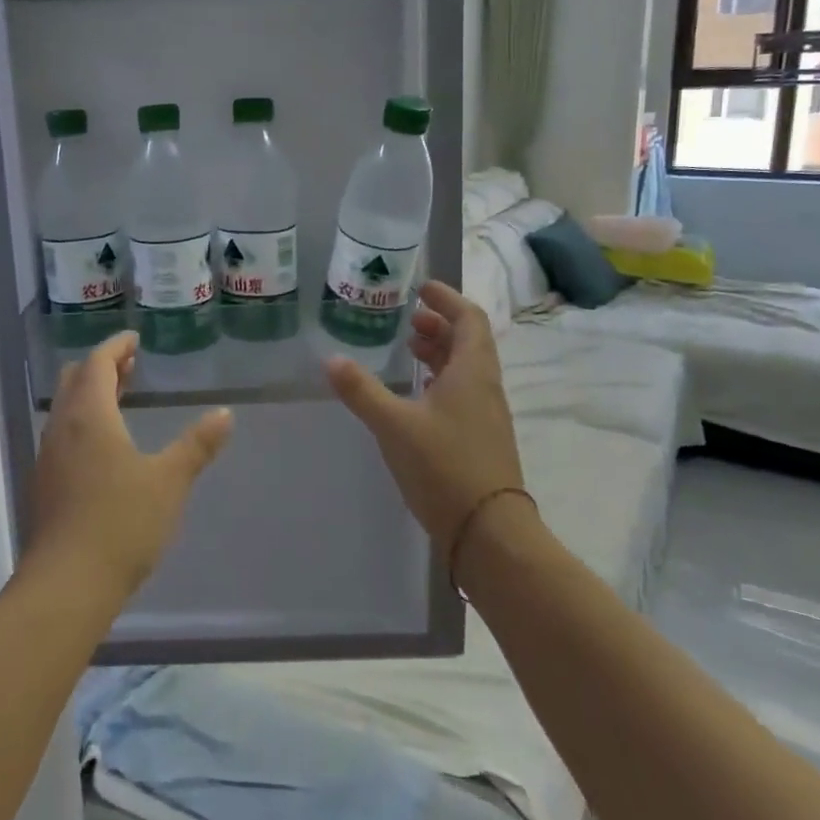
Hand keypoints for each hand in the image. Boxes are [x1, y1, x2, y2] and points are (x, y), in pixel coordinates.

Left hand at [26, 330, 233, 601]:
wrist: (67, 584)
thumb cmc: (121, 523)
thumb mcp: (169, 481)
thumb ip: (197, 445)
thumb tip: (224, 414)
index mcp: (90, 416)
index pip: (97, 363)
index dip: (115, 346)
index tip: (134, 338)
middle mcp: (62, 427)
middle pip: (75, 380)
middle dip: (101, 366)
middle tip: (130, 364)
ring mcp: (49, 457)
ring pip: (67, 408)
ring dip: (91, 394)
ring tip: (120, 397)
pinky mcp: (45, 483)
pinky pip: (63, 433)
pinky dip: (83, 420)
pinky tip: (104, 445)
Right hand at [324, 280, 525, 547]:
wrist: (488, 531)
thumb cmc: (444, 467)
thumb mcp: (394, 424)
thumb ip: (362, 390)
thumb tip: (331, 360)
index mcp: (472, 372)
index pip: (469, 319)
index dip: (447, 299)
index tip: (422, 289)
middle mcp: (485, 387)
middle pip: (469, 342)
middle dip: (440, 326)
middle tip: (410, 320)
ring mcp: (486, 415)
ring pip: (466, 369)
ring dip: (441, 353)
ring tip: (410, 350)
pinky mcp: (481, 439)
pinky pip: (463, 393)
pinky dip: (441, 381)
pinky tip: (417, 396)